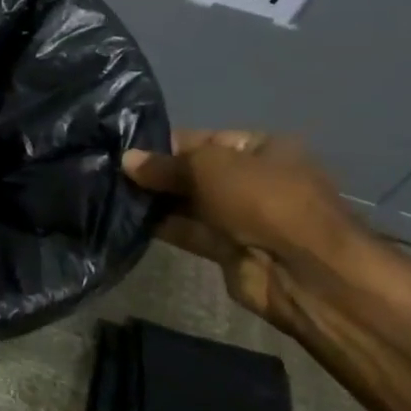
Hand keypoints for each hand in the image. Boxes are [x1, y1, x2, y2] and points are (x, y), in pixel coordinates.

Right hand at [123, 130, 364, 341]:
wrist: (300, 270)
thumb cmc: (262, 199)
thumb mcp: (208, 167)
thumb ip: (165, 164)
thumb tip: (126, 159)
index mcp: (262, 149)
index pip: (205, 140)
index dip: (166, 143)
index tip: (125, 149)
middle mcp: (252, 180)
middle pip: (194, 172)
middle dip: (157, 174)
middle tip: (110, 172)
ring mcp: (240, 217)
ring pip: (188, 203)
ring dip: (155, 201)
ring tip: (110, 194)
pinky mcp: (226, 250)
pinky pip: (188, 232)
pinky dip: (161, 227)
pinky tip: (126, 219)